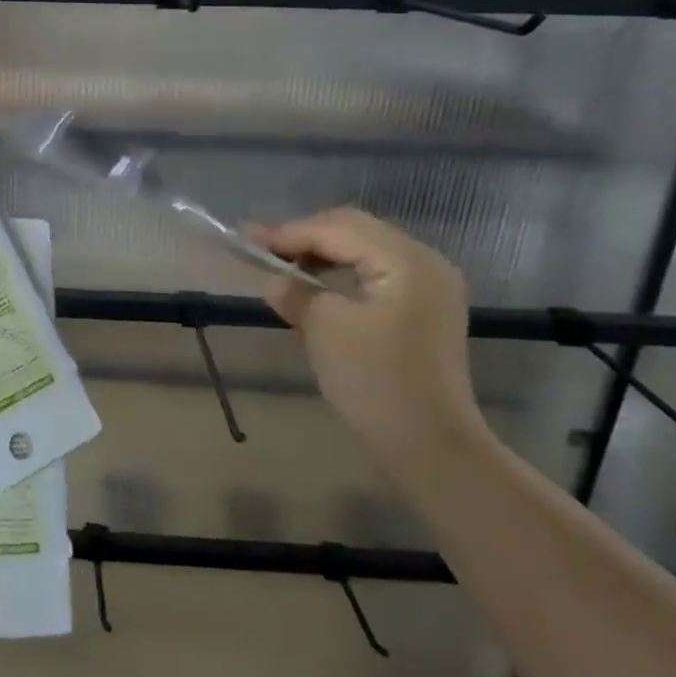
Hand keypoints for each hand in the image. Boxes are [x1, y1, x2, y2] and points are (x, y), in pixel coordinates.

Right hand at [248, 209, 483, 461]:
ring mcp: (431, 286)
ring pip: (365, 249)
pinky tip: (316, 284)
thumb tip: (274, 280)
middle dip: (305, 236)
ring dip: (322, 253)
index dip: (287, 232)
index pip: (336, 229)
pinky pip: (376, 273)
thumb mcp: (324, 329)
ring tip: (282, 264)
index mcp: (406, 260)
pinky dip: (342, 272)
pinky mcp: (426, 309)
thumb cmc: (376, 382)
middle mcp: (425, 261)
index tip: (245, 237)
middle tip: (261, 247)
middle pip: (354, 230)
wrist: (430, 447)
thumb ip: (295, 292)